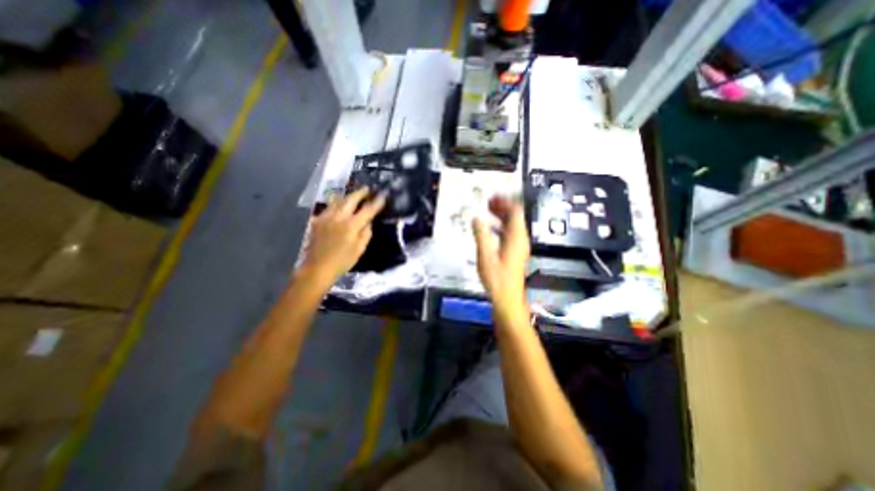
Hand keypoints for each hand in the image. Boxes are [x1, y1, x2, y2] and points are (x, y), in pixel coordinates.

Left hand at [299, 185, 382, 288]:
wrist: (317, 268)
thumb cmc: (342, 261)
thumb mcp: (360, 250)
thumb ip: (366, 233)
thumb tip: (368, 222)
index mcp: (352, 225)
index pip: (367, 210)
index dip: (376, 202)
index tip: (383, 195)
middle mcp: (339, 217)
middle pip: (351, 199)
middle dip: (360, 193)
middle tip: (367, 189)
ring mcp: (326, 217)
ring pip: (337, 200)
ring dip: (347, 196)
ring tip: (353, 196)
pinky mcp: (317, 220)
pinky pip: (328, 207)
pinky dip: (335, 205)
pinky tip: (337, 208)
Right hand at [476, 198, 529, 319]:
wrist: (507, 299)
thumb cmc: (498, 280)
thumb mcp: (485, 256)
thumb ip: (480, 235)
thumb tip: (476, 219)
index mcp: (516, 238)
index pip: (516, 211)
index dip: (505, 201)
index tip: (493, 197)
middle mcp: (520, 240)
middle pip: (515, 216)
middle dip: (502, 206)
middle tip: (489, 202)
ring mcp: (518, 247)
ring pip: (512, 224)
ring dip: (501, 216)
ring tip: (488, 211)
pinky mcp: (514, 253)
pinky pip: (509, 234)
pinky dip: (500, 227)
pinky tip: (490, 229)